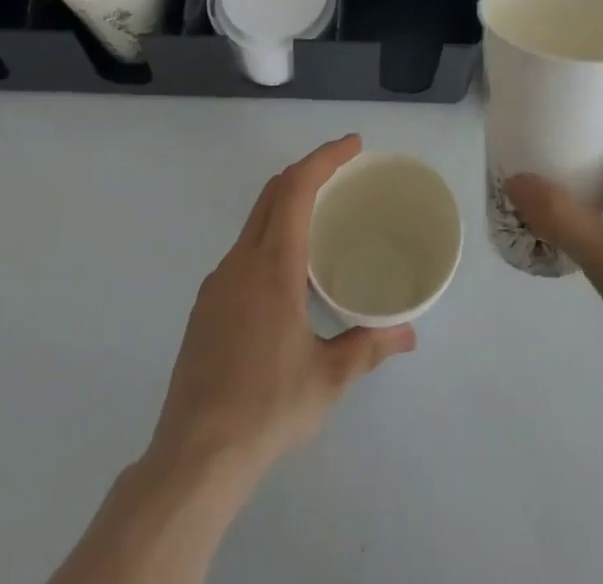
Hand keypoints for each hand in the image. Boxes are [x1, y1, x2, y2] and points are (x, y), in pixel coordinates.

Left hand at [149, 135, 416, 484]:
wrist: (194, 458)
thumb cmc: (267, 408)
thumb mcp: (328, 378)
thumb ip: (369, 346)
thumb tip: (408, 333)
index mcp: (273, 266)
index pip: (296, 188)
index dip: (324, 157)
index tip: (353, 145)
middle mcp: (241, 262)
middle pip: (272, 193)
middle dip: (308, 170)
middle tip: (343, 169)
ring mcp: (218, 283)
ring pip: (254, 220)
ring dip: (287, 202)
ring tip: (321, 216)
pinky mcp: (205, 306)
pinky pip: (243, 250)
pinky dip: (270, 234)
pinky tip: (287, 271)